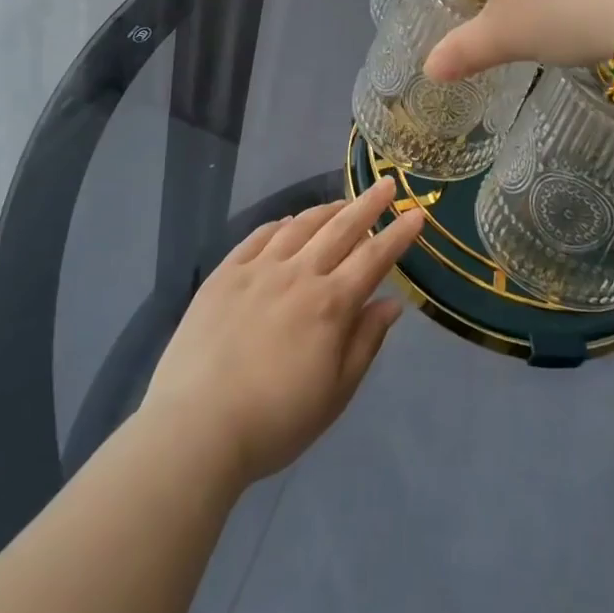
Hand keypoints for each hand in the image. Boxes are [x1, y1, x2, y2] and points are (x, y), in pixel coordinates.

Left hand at [138, 179, 424, 487]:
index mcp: (330, 304)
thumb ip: (365, 342)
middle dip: (368, 204)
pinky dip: (281, 225)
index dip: (398, 234)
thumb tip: (392, 303)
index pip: (374, 257)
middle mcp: (298, 274)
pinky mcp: (225, 274)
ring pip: (300, 226)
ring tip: (342, 202)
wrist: (196, 428)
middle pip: (340, 229)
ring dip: (327, 209)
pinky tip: (288, 223)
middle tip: (386, 184)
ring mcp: (258, 269)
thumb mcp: (335, 393)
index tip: (417, 213)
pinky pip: (259, 236)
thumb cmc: (275, 421)